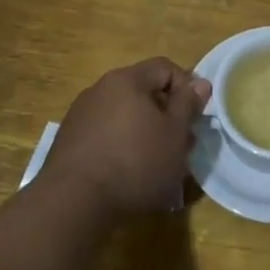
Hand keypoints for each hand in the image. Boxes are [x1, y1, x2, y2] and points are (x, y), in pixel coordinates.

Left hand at [38, 58, 211, 217]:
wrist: (73, 202)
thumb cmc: (135, 162)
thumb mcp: (175, 134)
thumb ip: (189, 105)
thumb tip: (200, 82)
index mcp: (127, 80)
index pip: (165, 67)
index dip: (187, 87)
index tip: (195, 116)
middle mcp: (100, 89)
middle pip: (143, 91)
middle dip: (166, 114)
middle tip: (180, 144)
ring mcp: (80, 115)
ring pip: (124, 115)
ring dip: (144, 132)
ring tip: (157, 163)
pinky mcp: (68, 142)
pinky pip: (105, 134)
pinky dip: (122, 146)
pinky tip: (128, 173)